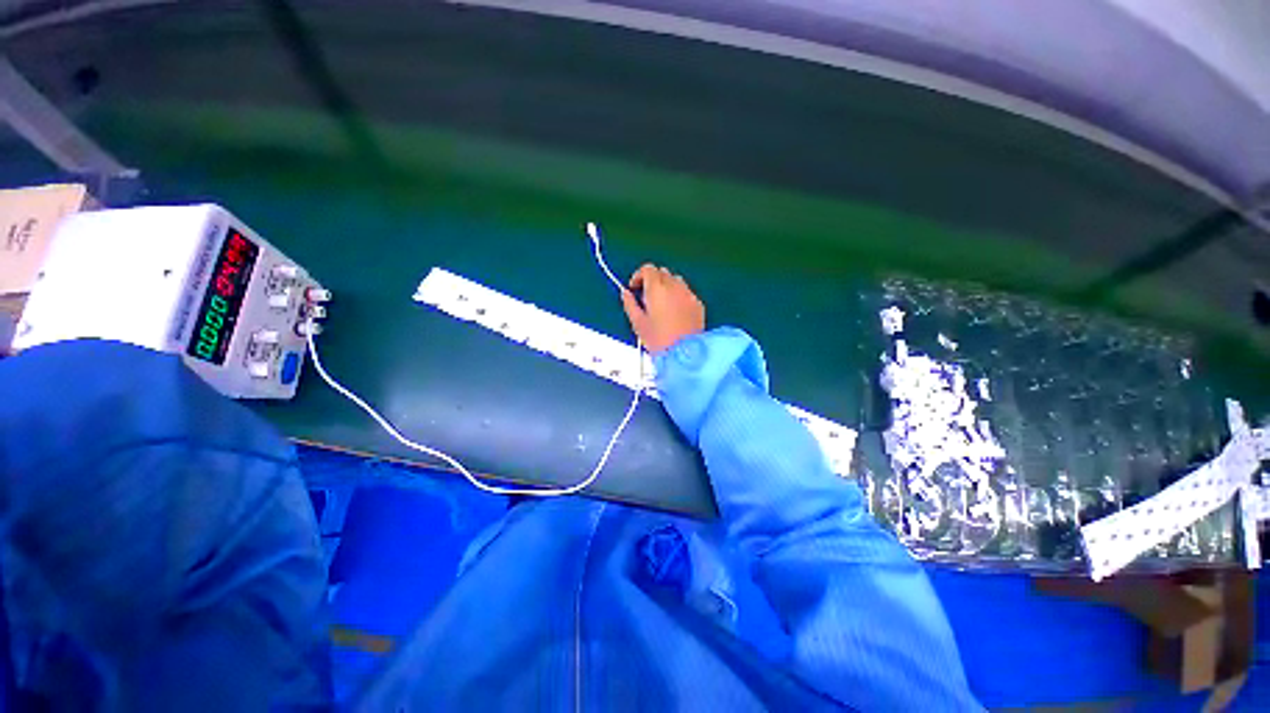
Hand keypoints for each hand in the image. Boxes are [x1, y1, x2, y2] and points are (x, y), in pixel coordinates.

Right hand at [621, 264, 704, 352]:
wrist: (685, 353)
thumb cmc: (659, 340)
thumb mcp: (638, 323)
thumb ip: (630, 304)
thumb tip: (626, 294)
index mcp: (657, 289)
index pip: (648, 269)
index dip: (638, 276)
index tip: (634, 288)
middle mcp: (674, 286)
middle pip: (662, 272)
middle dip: (652, 281)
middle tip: (646, 298)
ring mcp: (688, 294)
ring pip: (676, 280)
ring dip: (666, 286)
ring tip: (661, 305)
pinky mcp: (698, 304)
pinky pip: (686, 292)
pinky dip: (678, 296)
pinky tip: (675, 313)